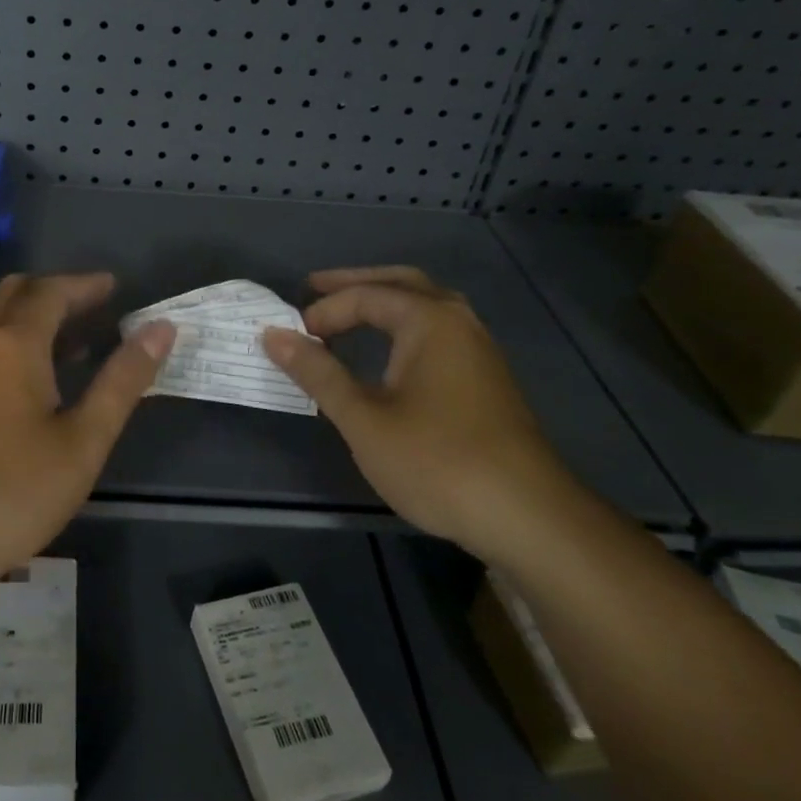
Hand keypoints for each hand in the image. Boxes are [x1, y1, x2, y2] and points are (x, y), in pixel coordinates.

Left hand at [0, 272, 174, 601]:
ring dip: (32, 318)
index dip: (85, 285)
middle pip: (15, 294)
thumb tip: (160, 329)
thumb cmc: (13, 492)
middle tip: (94, 308)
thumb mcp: (83, 441)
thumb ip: (122, 381)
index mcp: (12, 345)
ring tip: (74, 343)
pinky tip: (32, 384)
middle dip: (56, 292)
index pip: (51, 292)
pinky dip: (12, 342)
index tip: (115, 287)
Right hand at [262, 267, 572, 553]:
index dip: (324, 311)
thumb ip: (318, 372)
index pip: (365, 296)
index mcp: (430, 320)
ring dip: (385, 302)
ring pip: (426, 306)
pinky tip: (390, 351)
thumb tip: (274, 336)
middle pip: (402, 283)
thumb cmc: (436, 461)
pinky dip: (405, 326)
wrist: (527, 517)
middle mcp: (459, 322)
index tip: (293, 337)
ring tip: (348, 312)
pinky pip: (438, 331)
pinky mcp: (487, 379)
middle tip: (315, 287)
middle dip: (356, 283)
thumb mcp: (363, 419)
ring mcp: (479, 350)